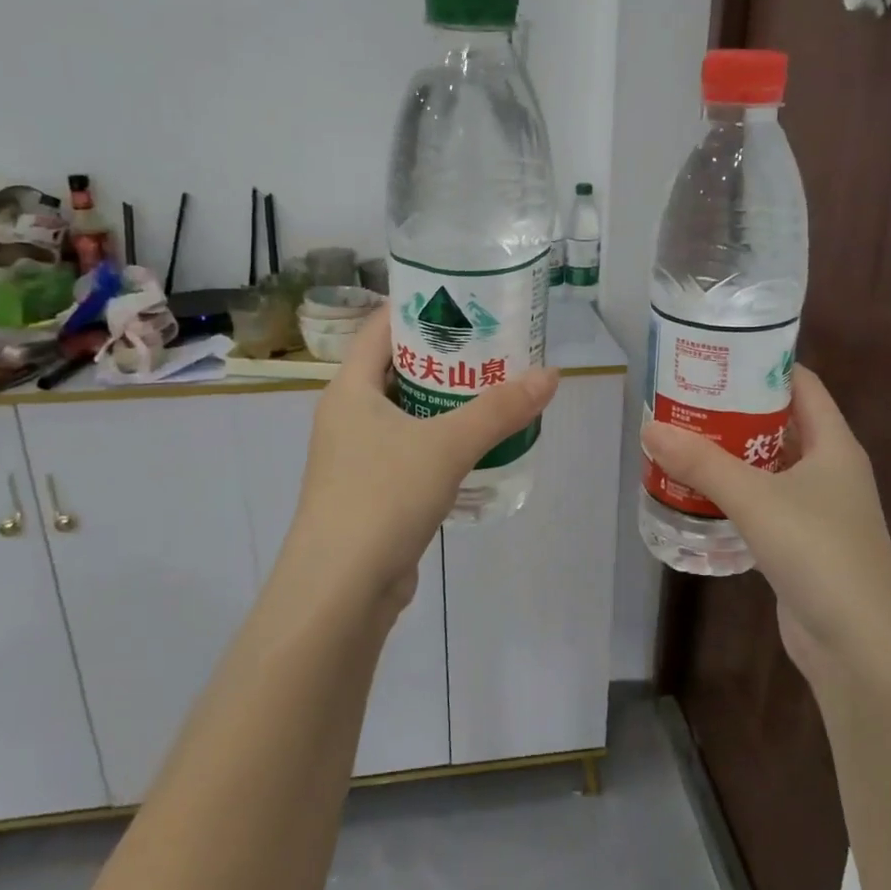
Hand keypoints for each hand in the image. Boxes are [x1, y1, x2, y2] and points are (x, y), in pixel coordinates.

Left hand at [282, 310, 557, 611]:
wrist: (339, 592)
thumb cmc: (382, 497)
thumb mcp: (446, 445)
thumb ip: (499, 409)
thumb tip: (550, 374)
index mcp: (350, 388)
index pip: (381, 326)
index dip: (418, 306)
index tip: (464, 297)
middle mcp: (348, 416)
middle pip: (398, 368)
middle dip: (445, 356)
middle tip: (494, 343)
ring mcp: (357, 457)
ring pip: (407, 413)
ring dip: (446, 402)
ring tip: (496, 388)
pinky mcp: (372, 492)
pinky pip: (411, 451)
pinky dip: (442, 442)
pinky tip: (479, 445)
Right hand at [641, 366, 890, 690]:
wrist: (862, 648)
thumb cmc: (819, 553)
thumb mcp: (756, 499)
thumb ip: (702, 463)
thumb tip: (650, 428)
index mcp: (833, 444)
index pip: (801, 384)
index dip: (763, 364)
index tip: (716, 355)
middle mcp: (828, 471)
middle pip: (779, 424)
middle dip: (734, 410)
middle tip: (684, 398)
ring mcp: (816, 511)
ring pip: (768, 468)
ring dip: (729, 456)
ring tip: (679, 440)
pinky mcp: (800, 546)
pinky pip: (762, 506)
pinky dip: (733, 496)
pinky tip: (696, 495)